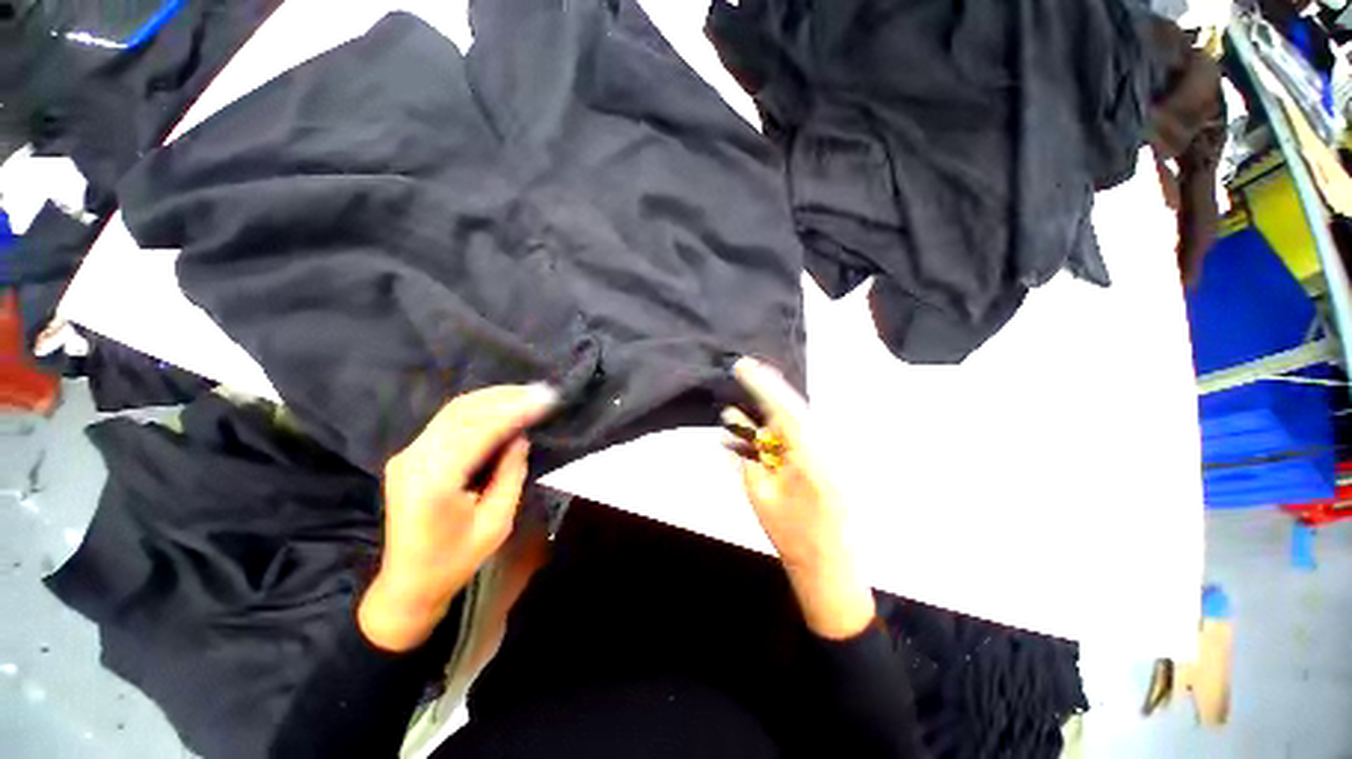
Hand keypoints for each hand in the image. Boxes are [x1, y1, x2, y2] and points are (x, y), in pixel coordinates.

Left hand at [359, 384, 557, 651]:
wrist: (406, 583)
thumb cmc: (455, 560)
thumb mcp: (496, 523)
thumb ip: (511, 475)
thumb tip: (520, 438)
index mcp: (435, 482)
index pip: (479, 431)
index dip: (514, 411)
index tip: (545, 400)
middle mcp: (415, 460)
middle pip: (463, 412)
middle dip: (505, 397)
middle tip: (541, 391)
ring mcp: (408, 455)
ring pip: (454, 411)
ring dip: (493, 398)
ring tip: (527, 393)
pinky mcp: (410, 455)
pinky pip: (448, 421)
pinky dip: (478, 409)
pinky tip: (502, 406)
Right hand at [727, 357, 874, 639]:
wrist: (829, 565)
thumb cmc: (791, 534)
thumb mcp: (760, 492)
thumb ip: (747, 453)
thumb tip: (732, 421)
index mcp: (808, 452)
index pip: (782, 406)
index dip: (760, 384)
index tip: (741, 365)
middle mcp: (823, 444)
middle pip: (790, 407)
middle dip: (764, 393)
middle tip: (741, 376)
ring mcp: (829, 450)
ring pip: (794, 419)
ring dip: (769, 411)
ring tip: (744, 404)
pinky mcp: (829, 457)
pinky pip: (799, 434)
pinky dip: (778, 428)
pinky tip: (761, 429)